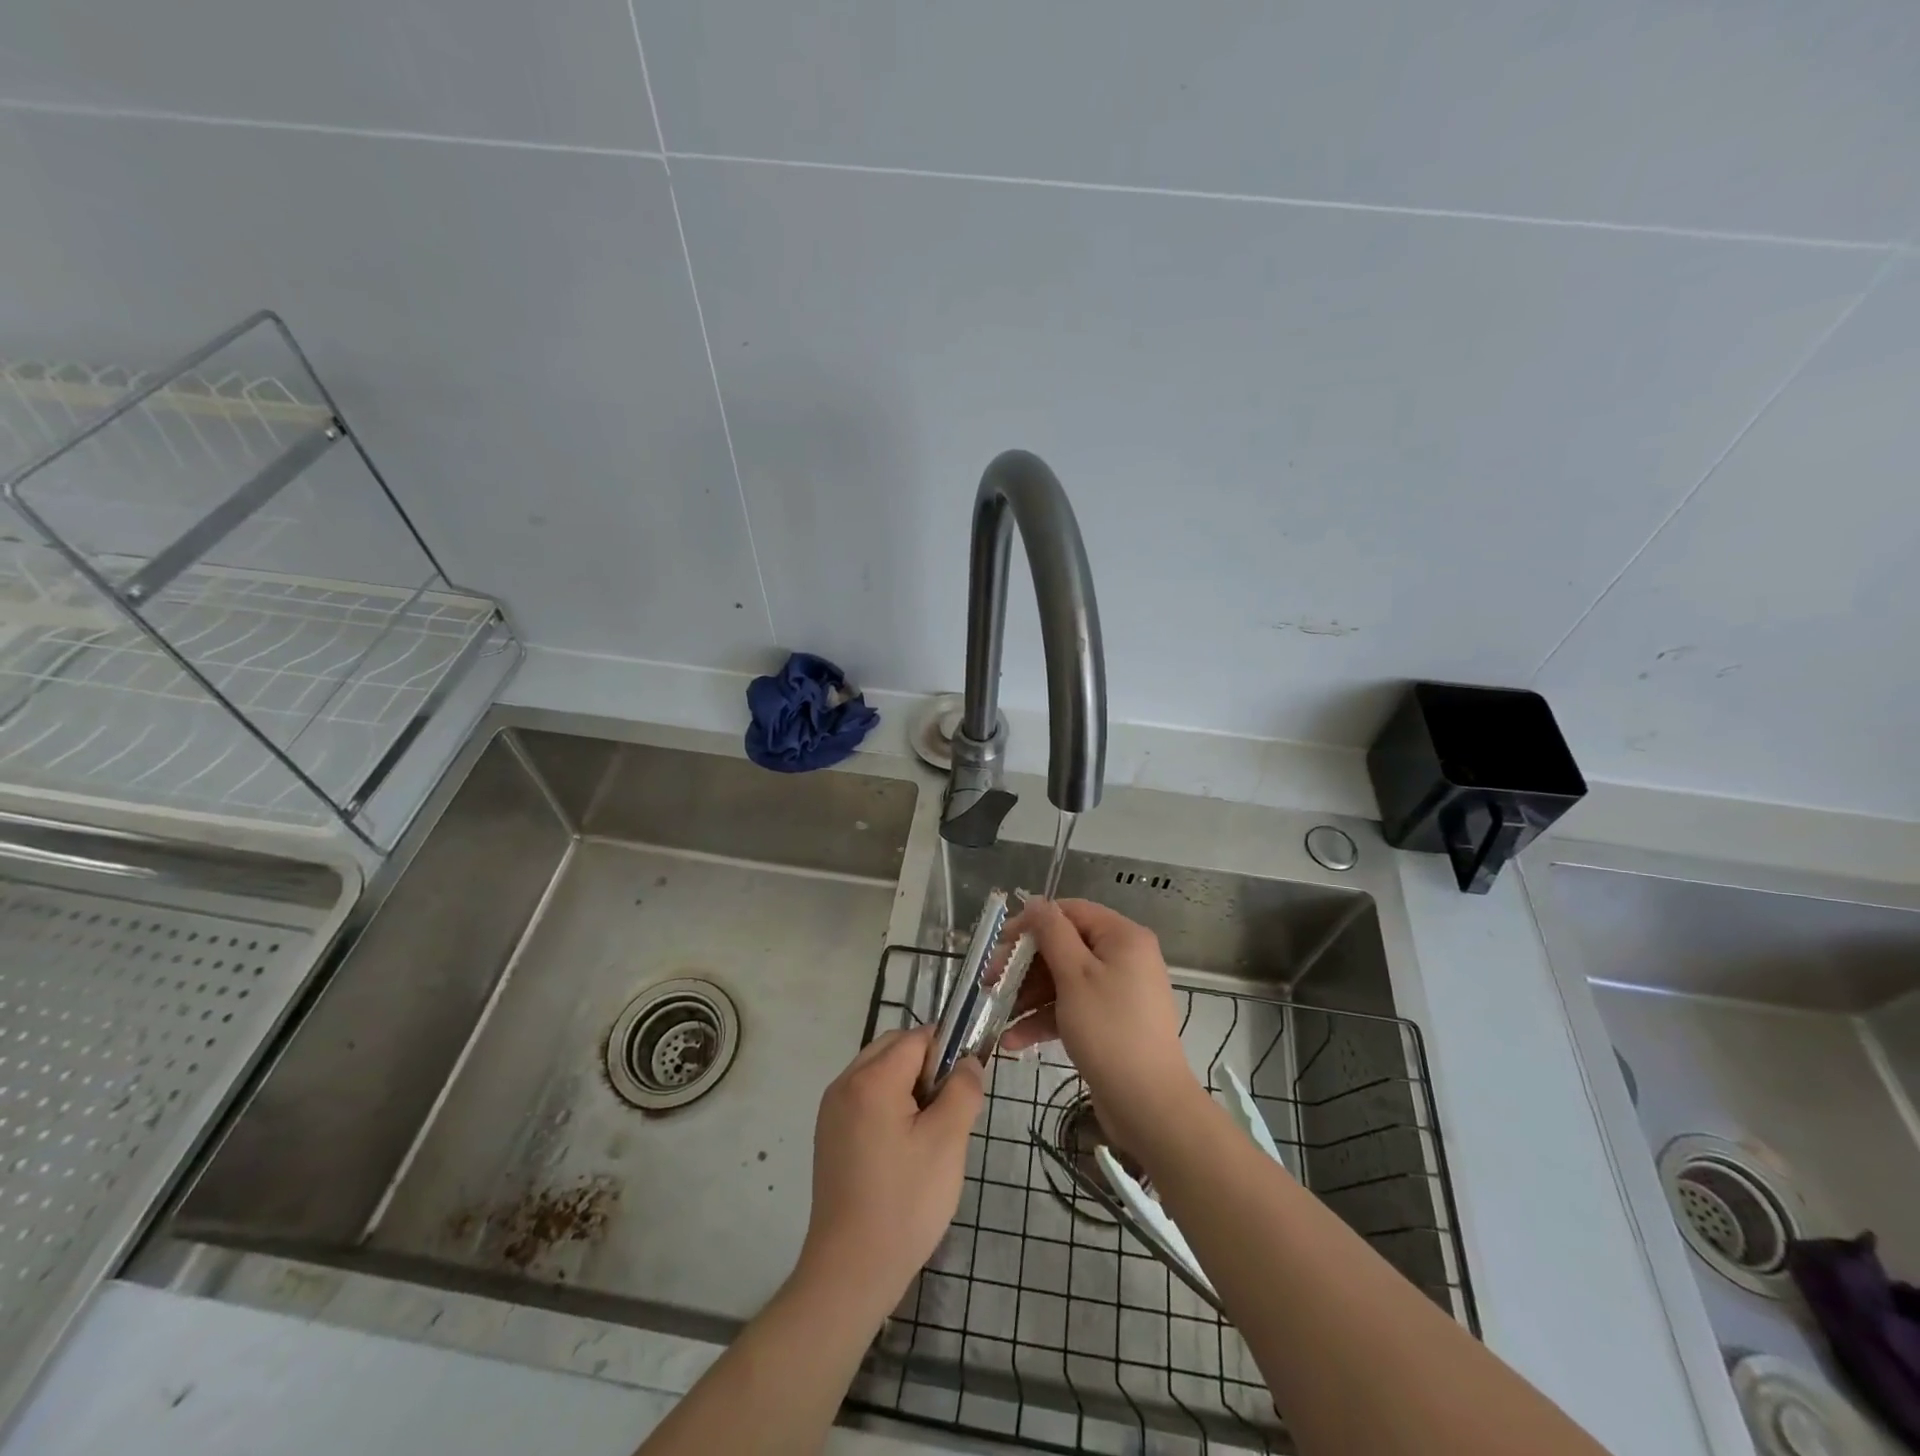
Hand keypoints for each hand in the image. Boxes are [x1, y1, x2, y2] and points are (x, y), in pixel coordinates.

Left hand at [795, 1026, 984, 1319]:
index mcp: (871, 1079)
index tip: (964, 1088)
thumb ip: (963, 1090)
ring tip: (927, 1131)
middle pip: (894, 1048)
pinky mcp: (829, 1134)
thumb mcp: (948, 1142)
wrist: (851, 1271)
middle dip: (926, 1066)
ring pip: (879, 1071)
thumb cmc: (905, 1203)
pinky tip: (902, 1147)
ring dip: (907, 1085)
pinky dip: (888, 1104)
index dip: (946, 1053)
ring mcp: (832, 1109)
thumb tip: (967, 1062)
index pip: (917, 1038)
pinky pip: (864, 1096)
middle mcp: (844, 1083)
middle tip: (947, 1111)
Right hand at [1001, 898, 1204, 1156]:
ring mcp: (1118, 992)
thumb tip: (1036, 902)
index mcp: (1123, 937)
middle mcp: (1124, 958)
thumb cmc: (1109, 1030)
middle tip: (990, 983)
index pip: (1071, 912)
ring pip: (1064, 980)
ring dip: (1029, 996)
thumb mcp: (1074, 975)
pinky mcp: (1110, 1022)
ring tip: (996, 1014)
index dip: (1033, 923)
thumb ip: (1052, 933)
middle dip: (1025, 966)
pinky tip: (1013, 1041)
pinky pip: (1073, 1008)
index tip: (1001, 944)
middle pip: (1065, 947)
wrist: (1148, 1105)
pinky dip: (1046, 1019)